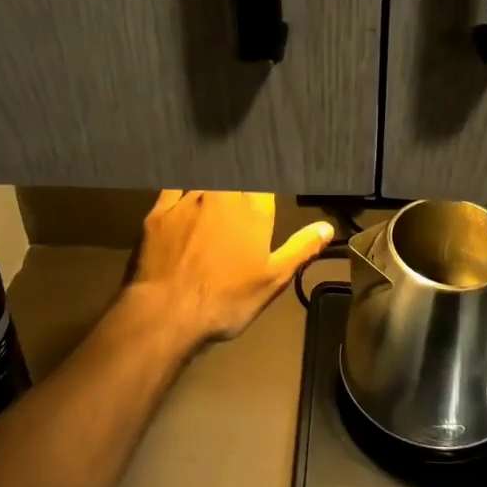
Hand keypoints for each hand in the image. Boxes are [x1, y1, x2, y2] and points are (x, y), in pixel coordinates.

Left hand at [124, 191, 332, 348]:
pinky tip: (184, 190)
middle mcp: (222, 193)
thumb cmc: (227, 298)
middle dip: (241, 179)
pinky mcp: (159, 210)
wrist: (169, 312)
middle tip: (243, 190)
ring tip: (216, 189)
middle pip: (235, 174)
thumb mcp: (273, 279)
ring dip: (214, 181)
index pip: (265, 179)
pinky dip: (182, 187)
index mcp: (253, 207)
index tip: (267, 184)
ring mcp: (187, 198)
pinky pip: (174, 187)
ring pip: (205, 178)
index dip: (266, 180)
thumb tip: (327, 227)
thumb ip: (301, 248)